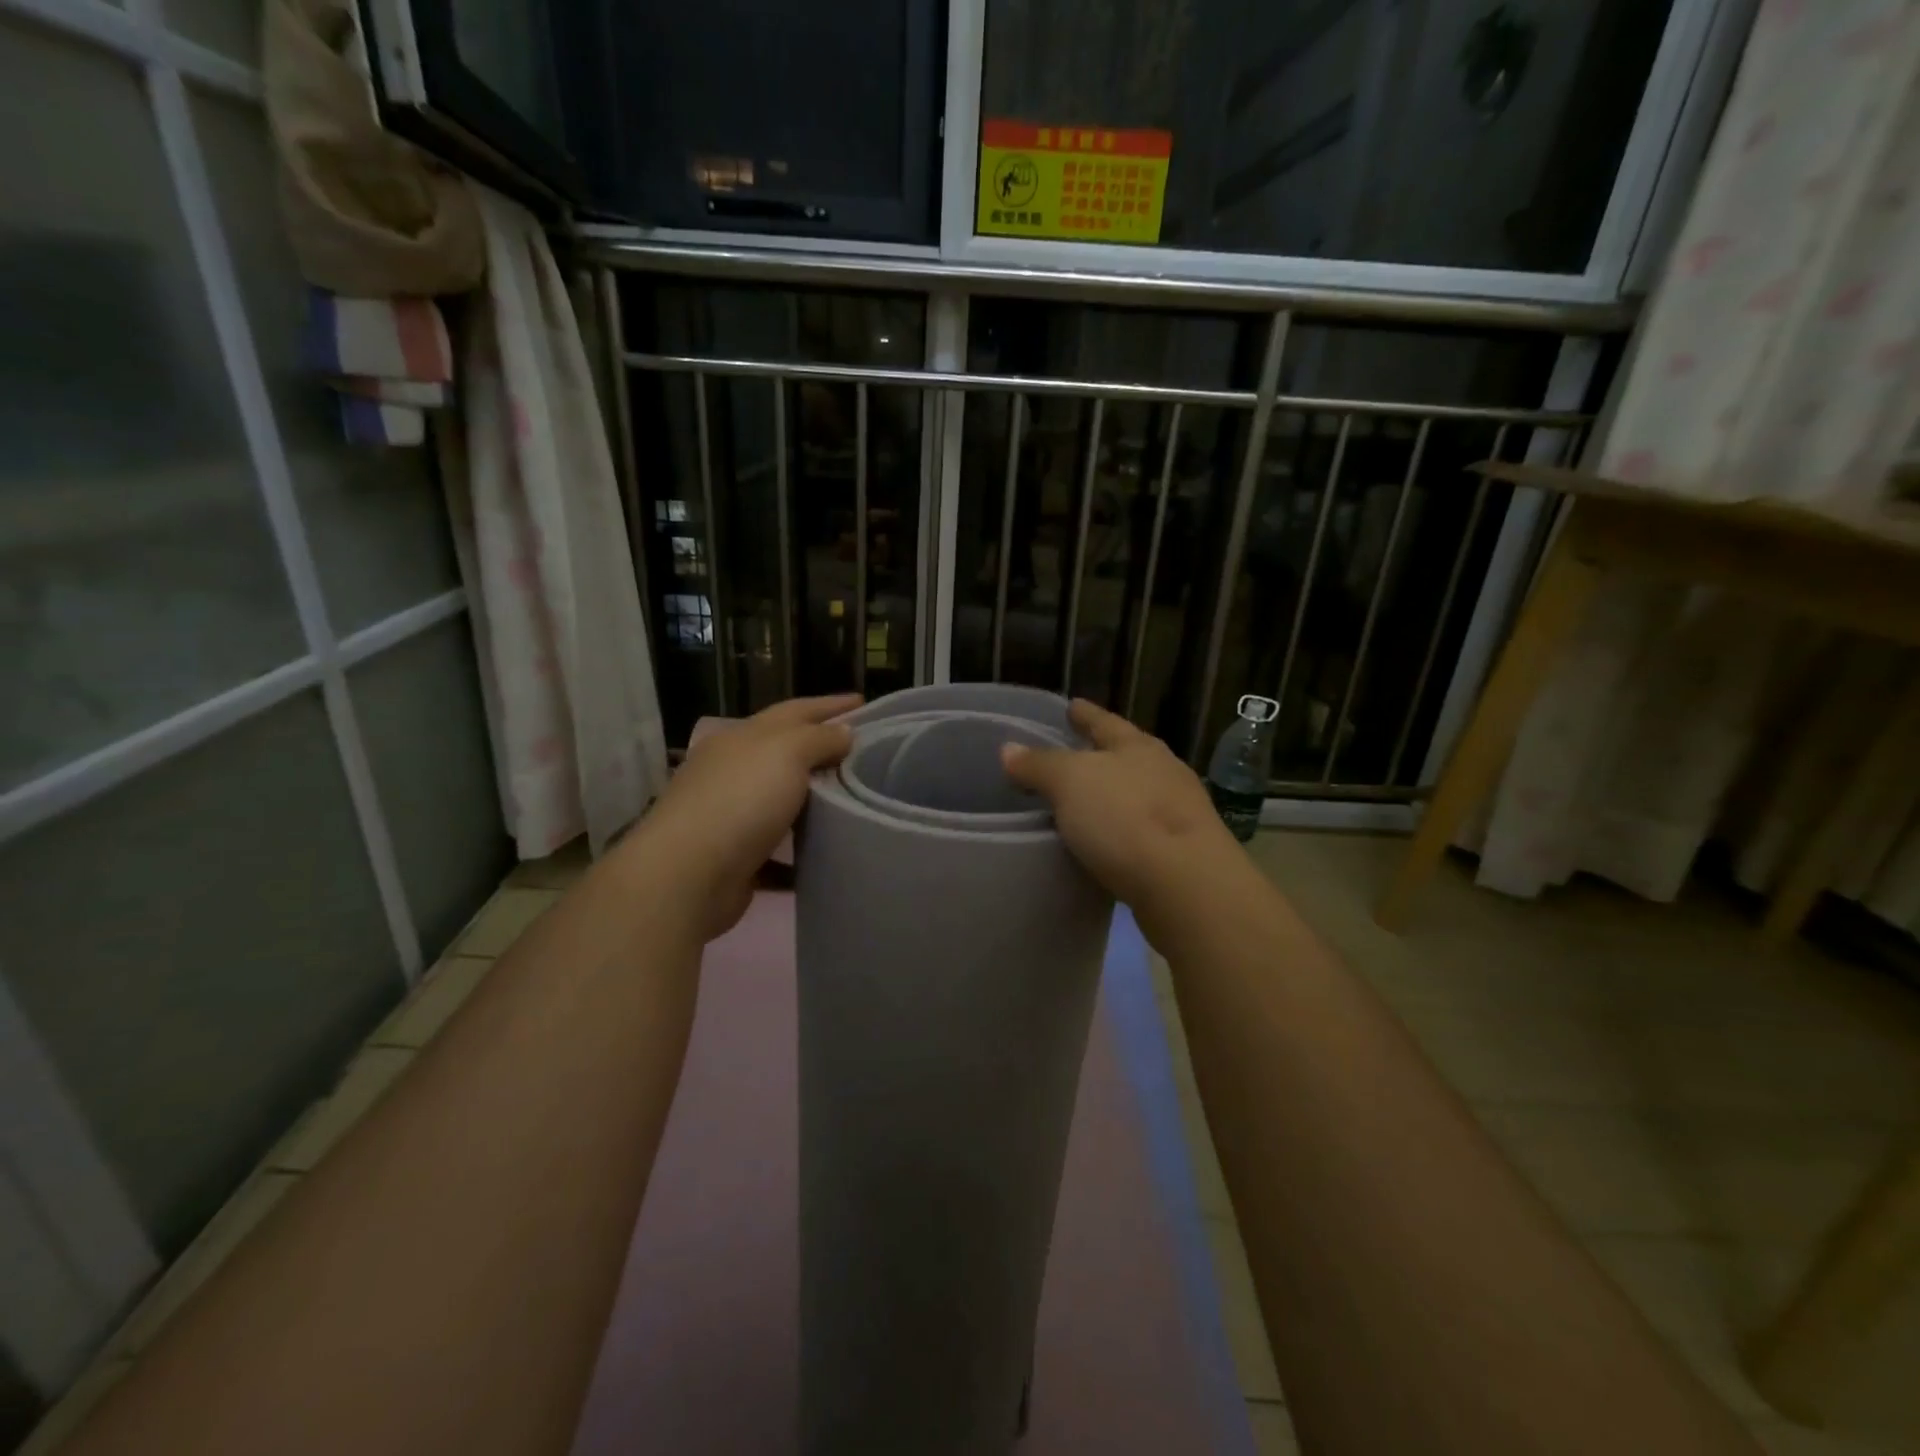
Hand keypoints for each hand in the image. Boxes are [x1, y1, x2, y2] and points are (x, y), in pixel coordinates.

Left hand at [634, 695, 859, 940]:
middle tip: (865, 753)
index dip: (830, 705)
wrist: (688, 876)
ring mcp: (732, 815)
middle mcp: (734, 771)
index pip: (795, 711)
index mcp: (743, 738)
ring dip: (814, 800)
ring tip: (854, 800)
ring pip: (782, 801)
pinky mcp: (737, 858)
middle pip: (787, 753)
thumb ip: (819, 738)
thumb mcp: (787, 753)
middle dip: (823, 750)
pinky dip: (802, 850)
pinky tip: (829, 852)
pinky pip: (779, 850)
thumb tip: (844, 732)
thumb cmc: (741, 801)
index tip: (864, 701)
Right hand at [1000, 699, 1243, 929]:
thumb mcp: (1070, 782)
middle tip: (1072, 755)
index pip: (1105, 722)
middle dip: (1101, 755)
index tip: (1071, 705)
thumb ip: (1039, 765)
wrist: (1187, 886)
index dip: (1085, 714)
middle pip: (1126, 756)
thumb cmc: (1125, 819)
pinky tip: (1103, 843)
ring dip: (1110, 796)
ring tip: (1082, 802)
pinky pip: (1140, 832)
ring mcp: (1178, 814)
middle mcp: (1164, 773)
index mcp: (1139, 747)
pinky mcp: (1181, 854)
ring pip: (1136, 795)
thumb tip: (1009, 749)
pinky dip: (1119, 832)